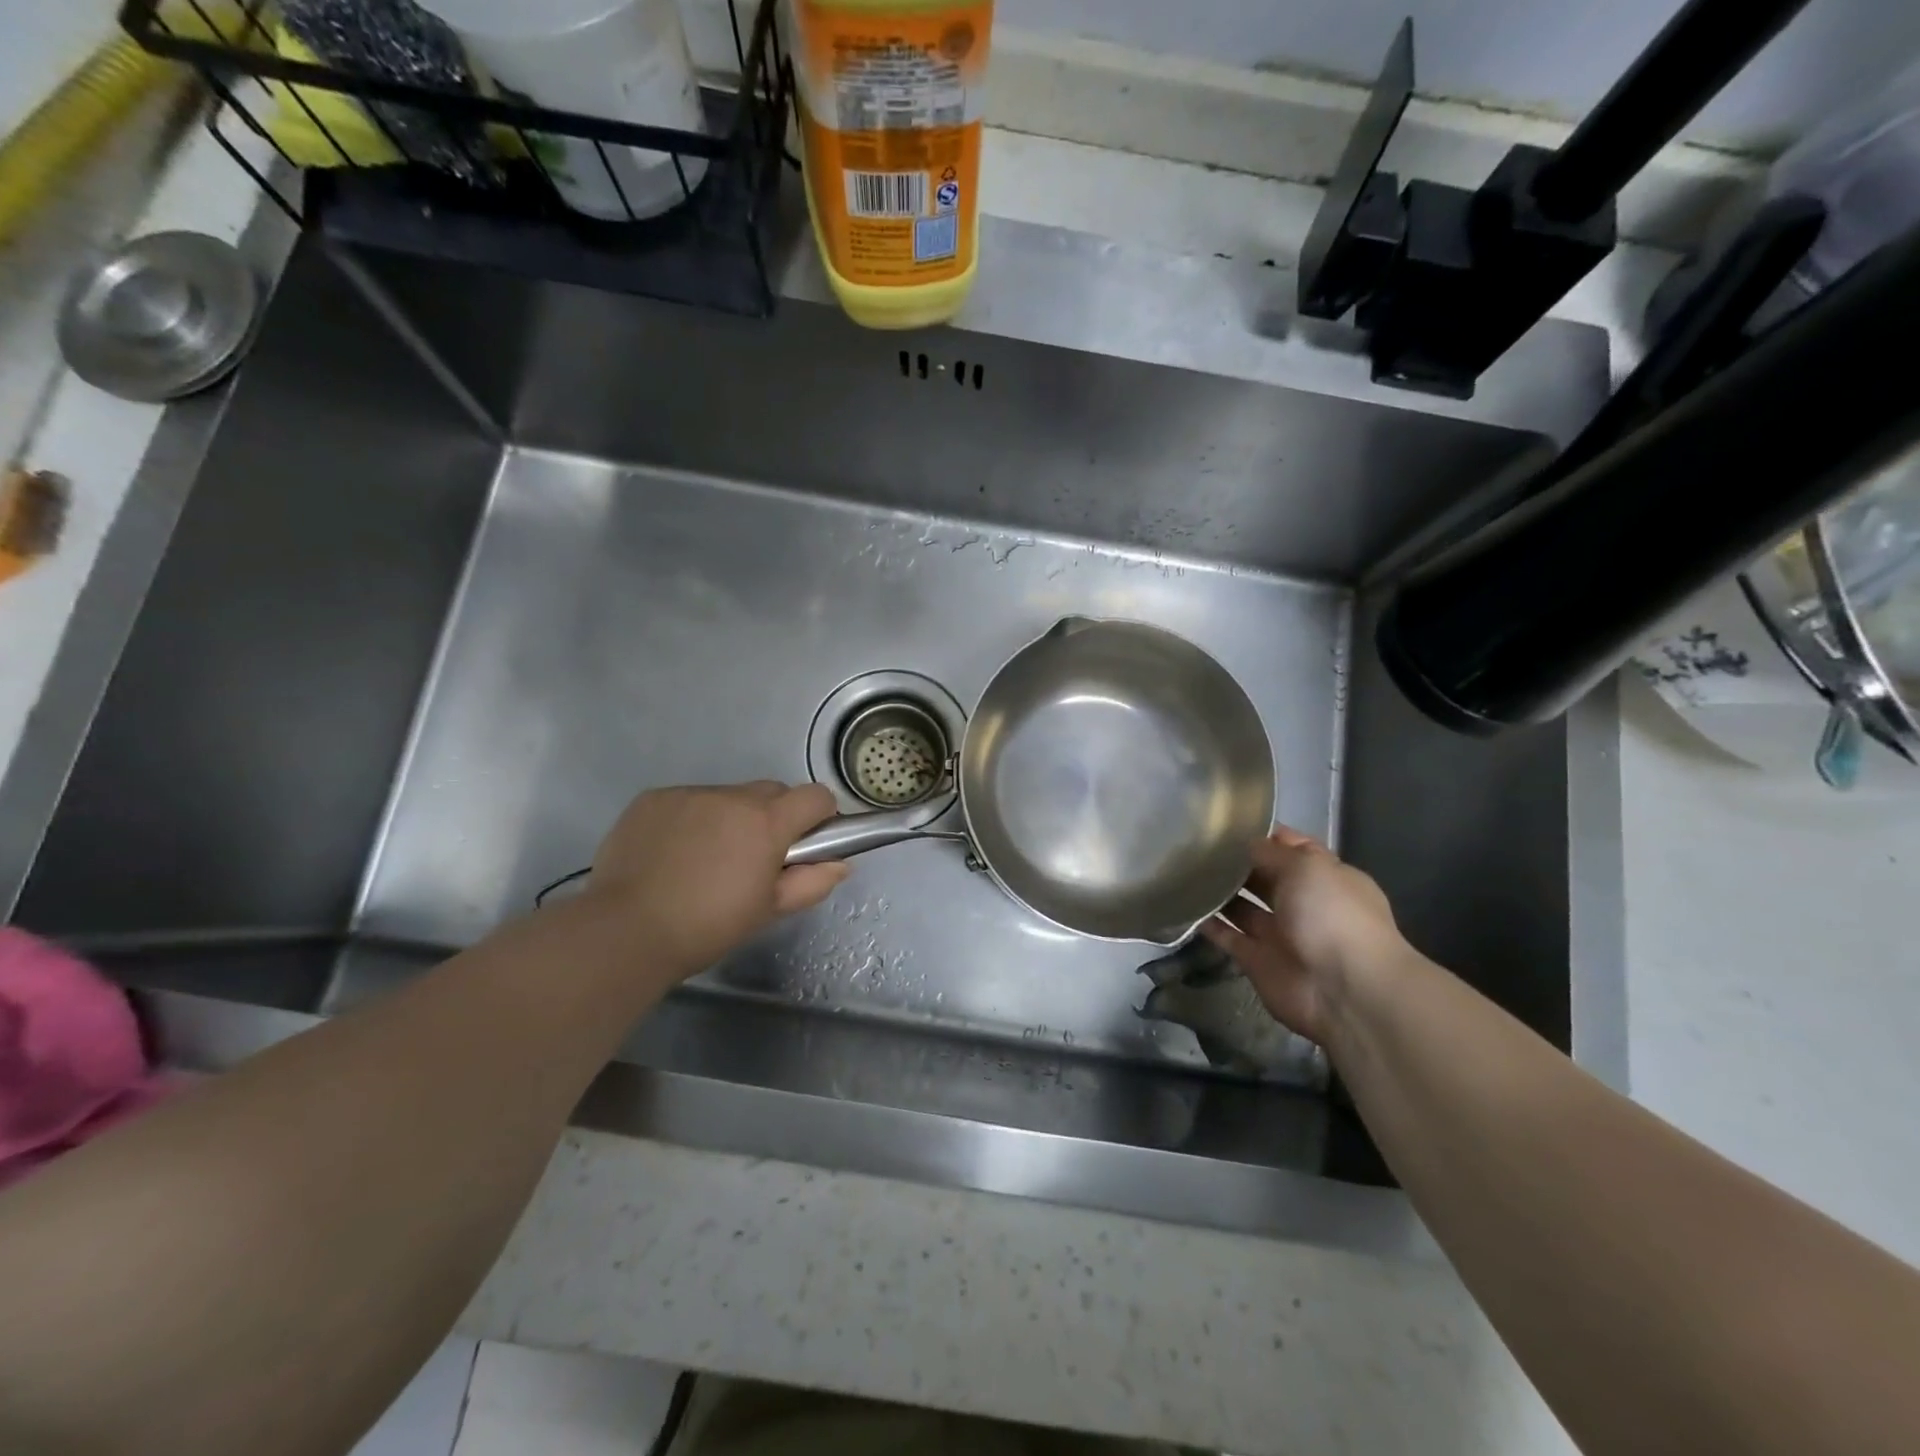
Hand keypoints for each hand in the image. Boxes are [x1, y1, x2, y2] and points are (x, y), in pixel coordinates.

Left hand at [581, 781, 848, 978]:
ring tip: (707, 858)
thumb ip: (811, 882)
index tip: (807, 843)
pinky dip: (692, 819)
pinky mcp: (654, 798)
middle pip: (772, 792)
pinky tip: (674, 853)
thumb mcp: (768, 911)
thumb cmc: (708, 926)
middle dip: (774, 817)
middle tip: (755, 857)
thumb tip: (841, 864)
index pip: (816, 796)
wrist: (626, 931)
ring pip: (728, 796)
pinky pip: (689, 800)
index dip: (820, 817)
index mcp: (767, 822)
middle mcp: (732, 797)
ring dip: (731, 817)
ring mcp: (689, 794)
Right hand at [1200, 828, 1407, 1046]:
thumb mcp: (1304, 867)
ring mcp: (1280, 934)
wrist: (1344, 991)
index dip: (1262, 834)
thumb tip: (1240, 844)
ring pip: (1242, 907)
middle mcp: (1303, 903)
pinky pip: (1228, 937)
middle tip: (1194, 844)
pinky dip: (1209, 924)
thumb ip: (1268, 853)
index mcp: (1325, 876)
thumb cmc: (1332, 915)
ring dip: (1219, 892)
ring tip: (1182, 871)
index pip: (1291, 847)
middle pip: (1263, 876)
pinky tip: (1183, 905)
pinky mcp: (1257, 961)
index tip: (1224, 822)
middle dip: (1234, 862)